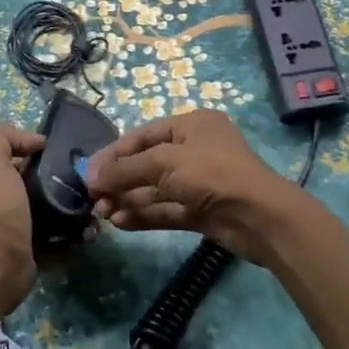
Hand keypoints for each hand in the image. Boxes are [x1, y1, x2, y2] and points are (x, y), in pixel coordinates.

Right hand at [87, 110, 297, 263]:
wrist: (260, 217)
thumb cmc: (212, 174)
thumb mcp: (165, 163)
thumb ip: (126, 169)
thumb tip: (93, 178)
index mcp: (191, 125)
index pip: (143, 135)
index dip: (114, 153)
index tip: (89, 172)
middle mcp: (194, 150)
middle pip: (147, 163)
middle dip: (119, 180)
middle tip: (93, 198)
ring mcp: (198, 182)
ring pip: (154, 189)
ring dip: (128, 200)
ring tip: (102, 213)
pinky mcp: (200, 211)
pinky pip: (165, 209)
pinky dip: (143, 215)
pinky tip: (120, 223)